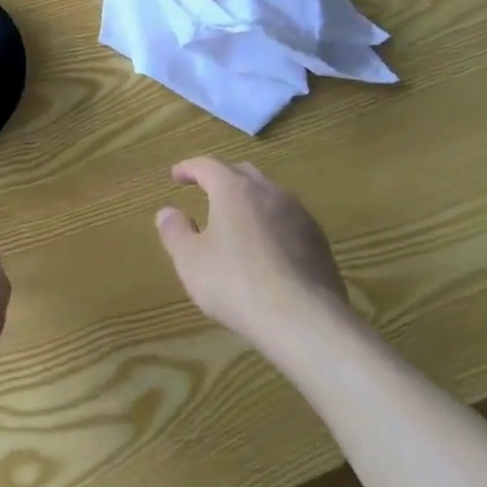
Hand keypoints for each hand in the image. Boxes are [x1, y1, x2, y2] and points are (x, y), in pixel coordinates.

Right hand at [154, 158, 346, 346]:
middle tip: (205, 189)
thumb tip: (167, 212)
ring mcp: (299, 215)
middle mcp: (269, 192)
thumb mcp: (190, 260)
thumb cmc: (236, 283)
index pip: (207, 165)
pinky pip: (287, 219)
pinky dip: (269, 222)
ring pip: (269, 195)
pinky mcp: (318, 241)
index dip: (189, 168)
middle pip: (242, 173)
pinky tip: (264, 247)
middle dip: (221, 177)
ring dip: (248, 200)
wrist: (305, 320)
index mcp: (234, 190)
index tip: (176, 175)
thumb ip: (174, 231)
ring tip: (235, 219)